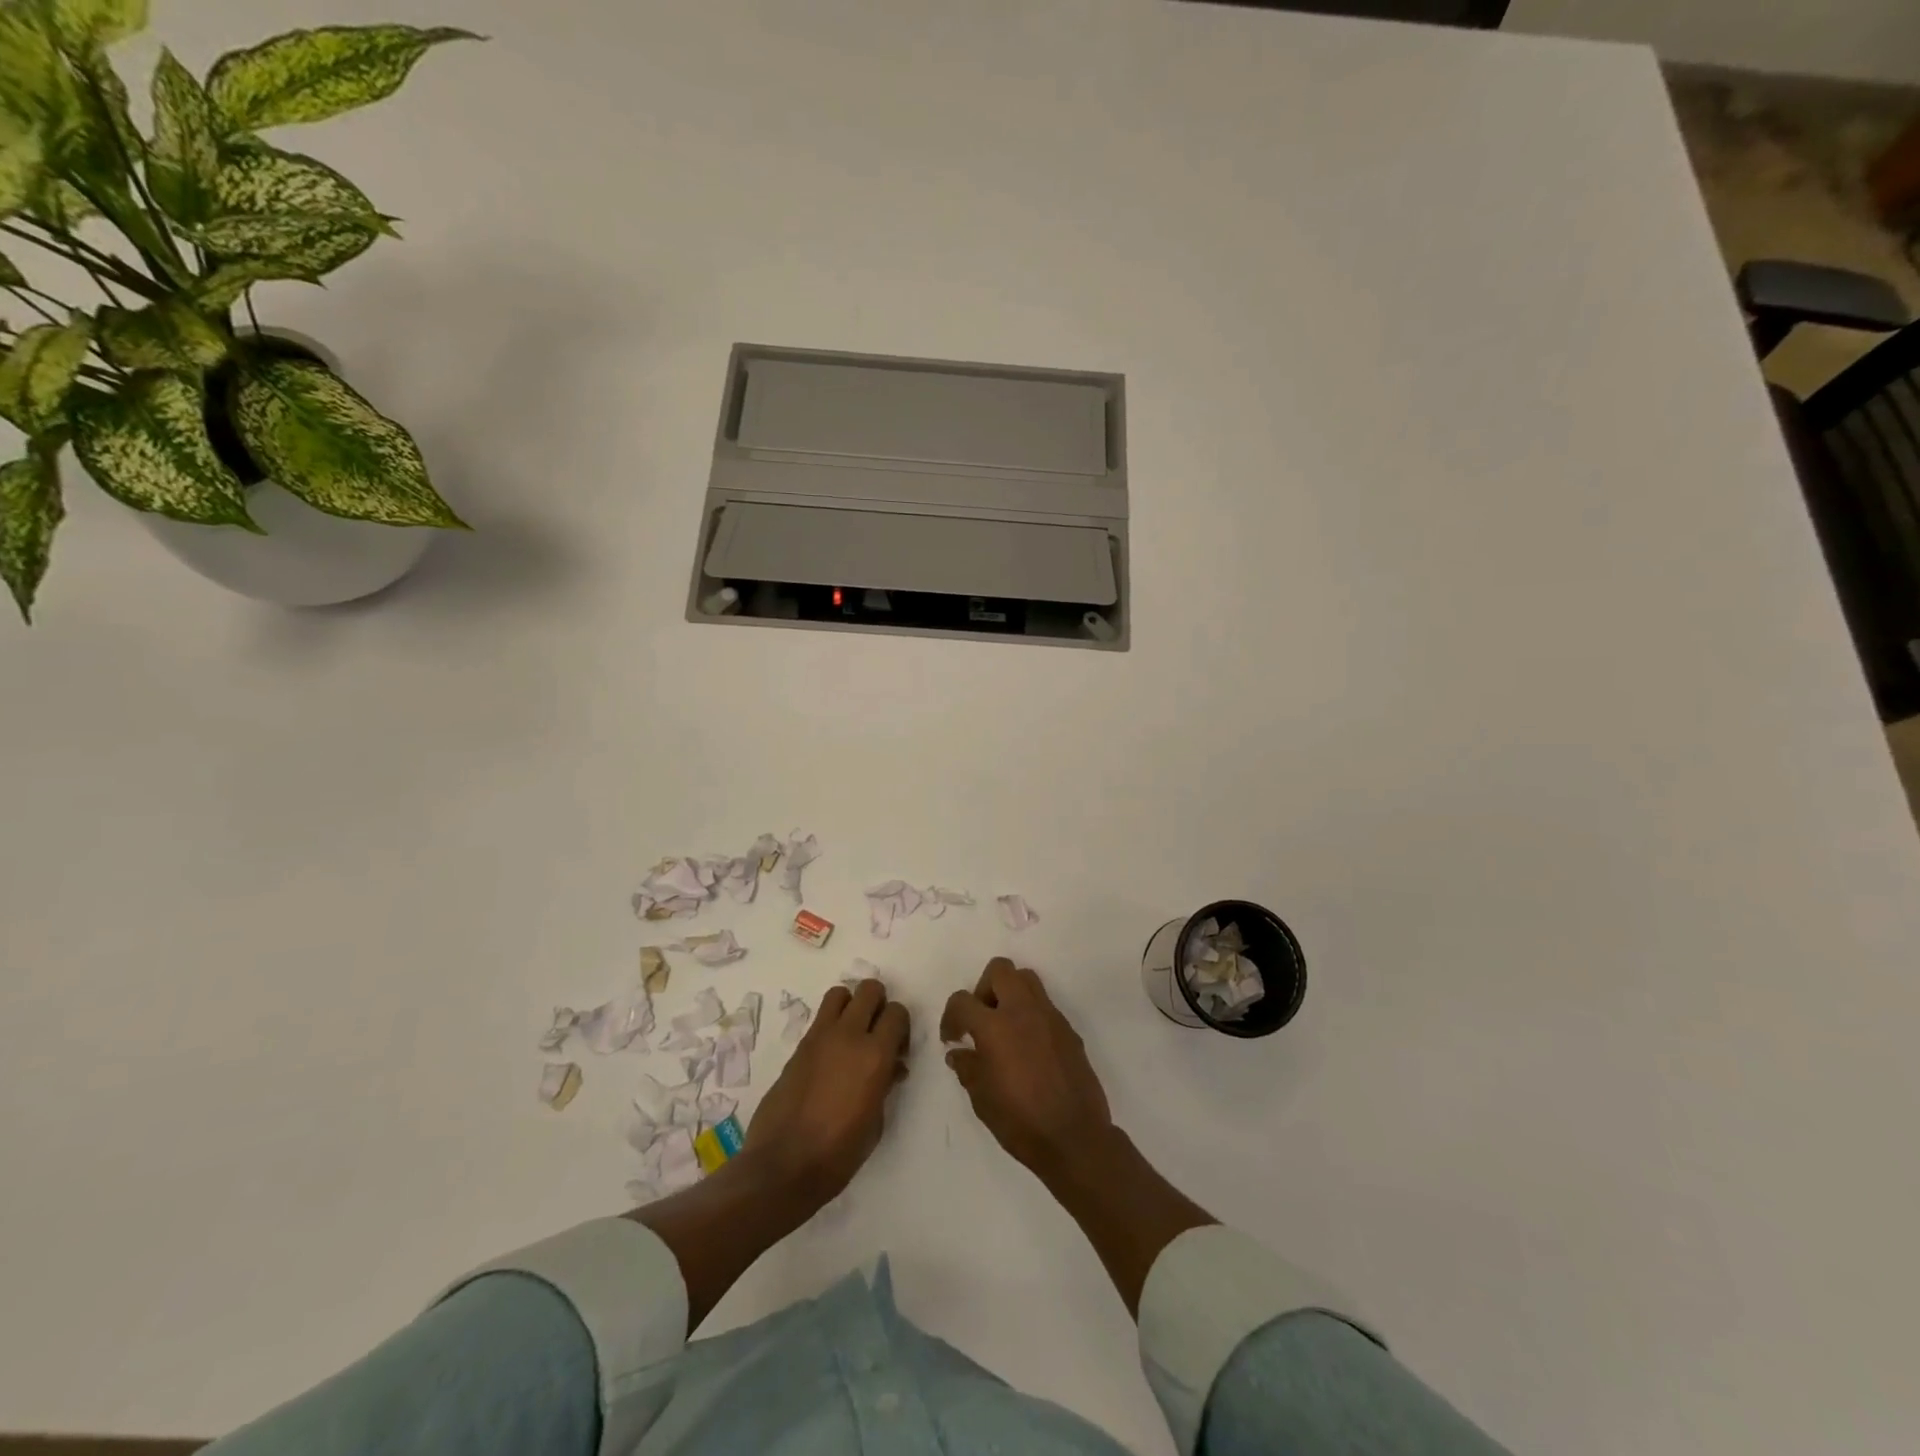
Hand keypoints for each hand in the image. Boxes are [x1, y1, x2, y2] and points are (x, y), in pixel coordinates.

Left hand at [745, 979, 909, 1204]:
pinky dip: (830, 1025)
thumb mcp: (876, 1122)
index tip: (898, 1048)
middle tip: (877, 1032)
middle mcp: (849, 1036)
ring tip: (851, 1034)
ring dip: (850, 1006)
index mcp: (875, 1055)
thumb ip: (885, 1084)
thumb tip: (891, 1068)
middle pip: (869, 990)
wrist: (783, 1167)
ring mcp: (820, 1038)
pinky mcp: (798, 1047)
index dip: (901, 1026)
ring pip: (840, 993)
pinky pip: (820, 1019)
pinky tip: (830, 1056)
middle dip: (878, 1004)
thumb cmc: (839, 1153)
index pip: (897, 1012)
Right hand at [942, 959, 1114, 1178]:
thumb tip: (959, 1052)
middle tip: (981, 1020)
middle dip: (984, 988)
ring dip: (1010, 994)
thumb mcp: (982, 1099)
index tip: (952, 1038)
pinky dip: (1031, 1014)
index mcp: (995, 1027)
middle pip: (1000, 970)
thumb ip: (968, 1067)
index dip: (950, 1017)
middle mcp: (1023, 1011)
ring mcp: (1050, 1017)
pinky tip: (1028, 1047)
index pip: (963, 1000)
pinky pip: (1045, 1005)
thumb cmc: (1020, 1121)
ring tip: (1004, 1027)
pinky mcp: (1068, 1029)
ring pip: (1027, 979)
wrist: (1075, 1137)